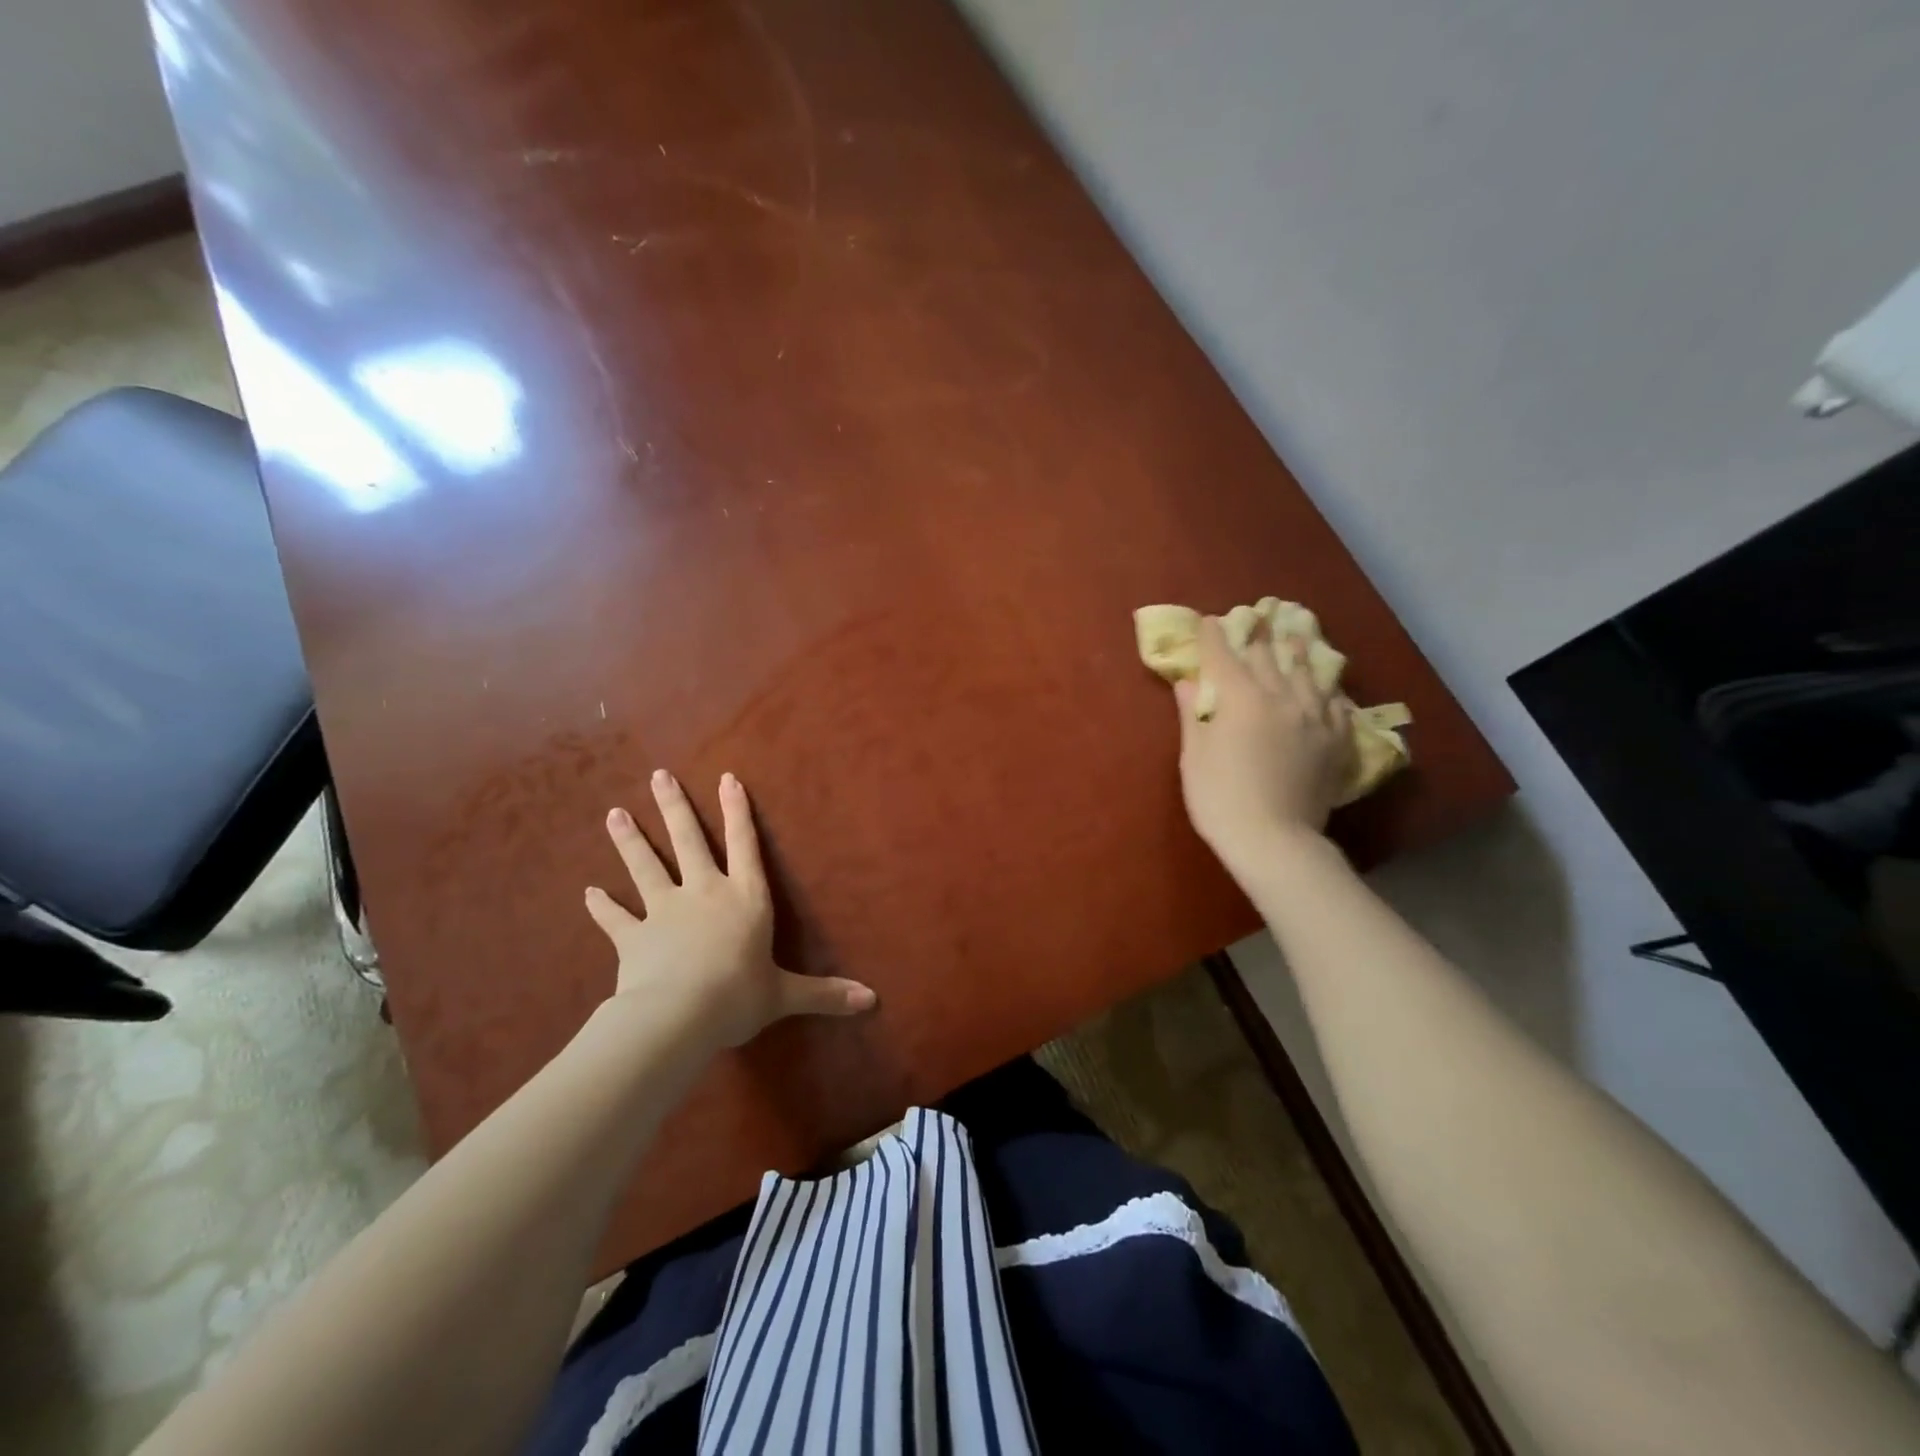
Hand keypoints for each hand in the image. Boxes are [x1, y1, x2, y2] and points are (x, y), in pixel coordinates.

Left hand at [584, 770, 875, 1051]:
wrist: (678, 1015)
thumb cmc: (738, 996)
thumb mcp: (785, 995)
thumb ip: (825, 994)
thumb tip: (871, 1001)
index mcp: (744, 898)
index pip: (745, 844)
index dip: (737, 811)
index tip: (726, 778)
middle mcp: (704, 893)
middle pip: (688, 841)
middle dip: (674, 807)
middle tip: (658, 775)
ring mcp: (664, 911)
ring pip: (644, 866)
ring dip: (629, 840)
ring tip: (614, 814)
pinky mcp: (633, 936)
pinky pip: (614, 918)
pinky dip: (601, 907)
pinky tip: (587, 893)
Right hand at [1174, 615, 1354, 873]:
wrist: (1274, 840)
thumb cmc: (1220, 798)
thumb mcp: (1194, 756)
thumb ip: (1193, 714)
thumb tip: (1188, 683)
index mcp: (1241, 698)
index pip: (1224, 655)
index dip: (1213, 636)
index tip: (1208, 622)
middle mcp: (1282, 697)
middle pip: (1268, 657)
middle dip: (1256, 636)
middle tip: (1252, 619)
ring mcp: (1314, 717)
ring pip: (1308, 672)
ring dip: (1297, 652)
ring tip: (1295, 636)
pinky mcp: (1336, 740)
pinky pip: (1337, 705)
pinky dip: (1328, 691)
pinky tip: (1328, 689)